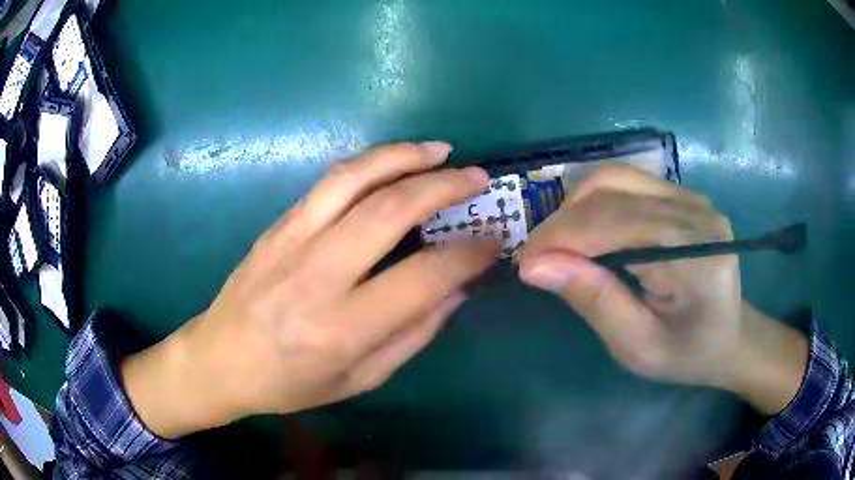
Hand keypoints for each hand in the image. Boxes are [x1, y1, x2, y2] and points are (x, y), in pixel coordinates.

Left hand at [122, 142, 498, 438]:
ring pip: (354, 180)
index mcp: (341, 328)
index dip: (468, 255)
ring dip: (404, 157)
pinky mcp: (277, 226)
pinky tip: (393, 162)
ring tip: (440, 151)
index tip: (493, 240)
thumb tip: (457, 290)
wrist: (219, 359)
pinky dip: (369, 164)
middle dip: (443, 187)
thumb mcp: (359, 379)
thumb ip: (413, 335)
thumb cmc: (289, 383)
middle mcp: (316, 276)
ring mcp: (291, 242)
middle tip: (476, 177)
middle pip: (390, 211)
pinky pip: (328, 183)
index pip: (423, 277)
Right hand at [517, 166, 806, 413]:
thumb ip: (595, 302)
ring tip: (559, 245)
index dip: (562, 237)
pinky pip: (628, 183)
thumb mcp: (639, 347)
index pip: (615, 223)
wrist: (733, 336)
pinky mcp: (684, 195)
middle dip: (563, 220)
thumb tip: (536, 267)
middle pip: (612, 188)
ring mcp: (692, 196)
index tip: (524, 264)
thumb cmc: (689, 353)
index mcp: (696, 253)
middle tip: (537, 257)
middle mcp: (696, 210)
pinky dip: (596, 203)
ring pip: (616, 177)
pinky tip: (587, 232)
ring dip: (576, 207)